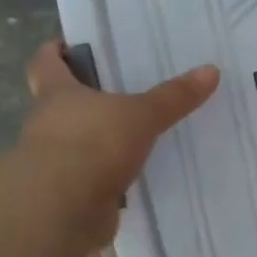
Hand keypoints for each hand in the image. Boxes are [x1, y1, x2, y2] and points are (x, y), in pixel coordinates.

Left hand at [20, 41, 219, 256]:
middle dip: (86, 96)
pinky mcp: (66, 193)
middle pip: (61, 102)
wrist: (61, 212)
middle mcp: (47, 123)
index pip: (45, 62)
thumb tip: (211, 70)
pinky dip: (105, 173)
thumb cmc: (93, 146)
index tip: (71, 44)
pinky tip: (132, 173)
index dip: (55, 51)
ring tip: (135, 133)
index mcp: (57, 94)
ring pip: (75, 140)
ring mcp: (52, 161)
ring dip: (97, 137)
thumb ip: (174, 97)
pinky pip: (88, 175)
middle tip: (122, 88)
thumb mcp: (141, 115)